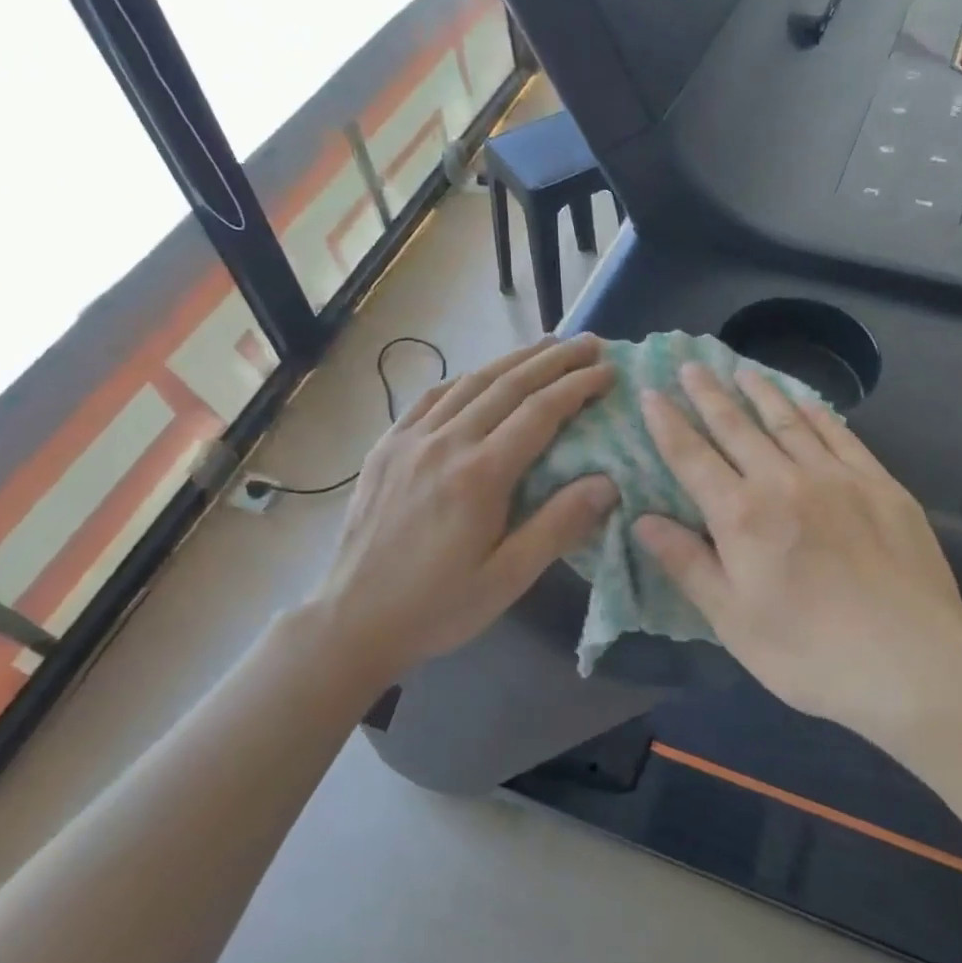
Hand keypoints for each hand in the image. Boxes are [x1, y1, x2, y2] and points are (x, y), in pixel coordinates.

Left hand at [312, 336, 618, 677]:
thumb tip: (607, 482)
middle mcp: (445, 443)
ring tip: (547, 347)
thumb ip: (558, 525)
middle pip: (508, 385)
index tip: (608, 372)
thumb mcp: (508, 577)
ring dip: (512, 360)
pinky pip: (430, 397)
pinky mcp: (386, 447)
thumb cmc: (439, 605)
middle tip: (589, 343)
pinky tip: (479, 375)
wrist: (353, 619)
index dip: (577, 387)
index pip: (539, 413)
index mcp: (480, 475)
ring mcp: (410, 440)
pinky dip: (464, 378)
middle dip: (553, 360)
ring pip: (469, 383)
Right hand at [634, 364, 961, 744]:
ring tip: (742, 369)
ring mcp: (837, 477)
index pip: (692, 457)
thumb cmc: (808, 652)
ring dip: (761, 392)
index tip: (650, 394)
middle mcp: (784, 481)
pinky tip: (806, 402)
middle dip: (709, 395)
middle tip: (691, 366)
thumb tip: (642, 520)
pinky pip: (840, 435)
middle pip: (738, 427)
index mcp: (741, 516)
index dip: (668, 424)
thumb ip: (687, 563)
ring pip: (789, 421)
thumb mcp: (732, 620)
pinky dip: (816, 413)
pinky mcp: (880, 484)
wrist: (911, 662)